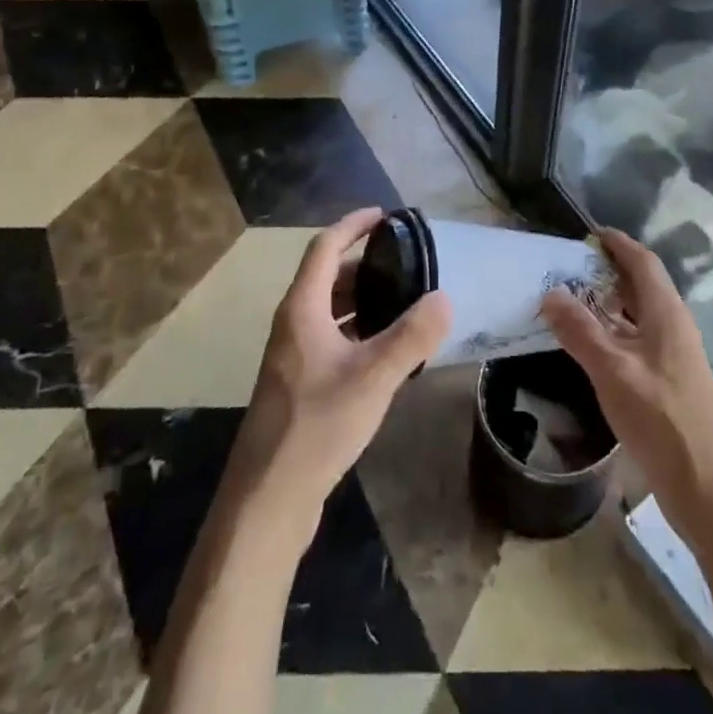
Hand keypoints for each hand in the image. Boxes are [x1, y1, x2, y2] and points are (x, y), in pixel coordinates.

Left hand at [224, 208, 450, 547]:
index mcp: (302, 309)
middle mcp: (293, 324)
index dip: (353, 225)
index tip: (385, 215)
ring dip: (361, 298)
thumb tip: (444, 297)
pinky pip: (330, 338)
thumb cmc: (317, 425)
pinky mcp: (299, 384)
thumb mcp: (373, 377)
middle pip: (327, 276)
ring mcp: (293, 356)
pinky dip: (356, 329)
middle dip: (363, 263)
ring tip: (402, 299)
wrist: (268, 498)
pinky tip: (385, 349)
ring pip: (328, 309)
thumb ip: (411, 336)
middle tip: (405, 261)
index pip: (325, 247)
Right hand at [540, 229, 712, 545]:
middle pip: (642, 285)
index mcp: (667, 314)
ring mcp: (675, 357)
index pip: (643, 262)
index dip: (618, 244)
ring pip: (640, 315)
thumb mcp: (613, 372)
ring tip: (572, 301)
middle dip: (609, 271)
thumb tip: (550, 292)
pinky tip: (591, 347)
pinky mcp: (671, 384)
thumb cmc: (663, 422)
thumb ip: (580, 331)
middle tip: (570, 268)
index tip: (588, 234)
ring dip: (609, 303)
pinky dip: (614, 332)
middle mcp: (675, 327)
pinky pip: (638, 341)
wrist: (711, 492)